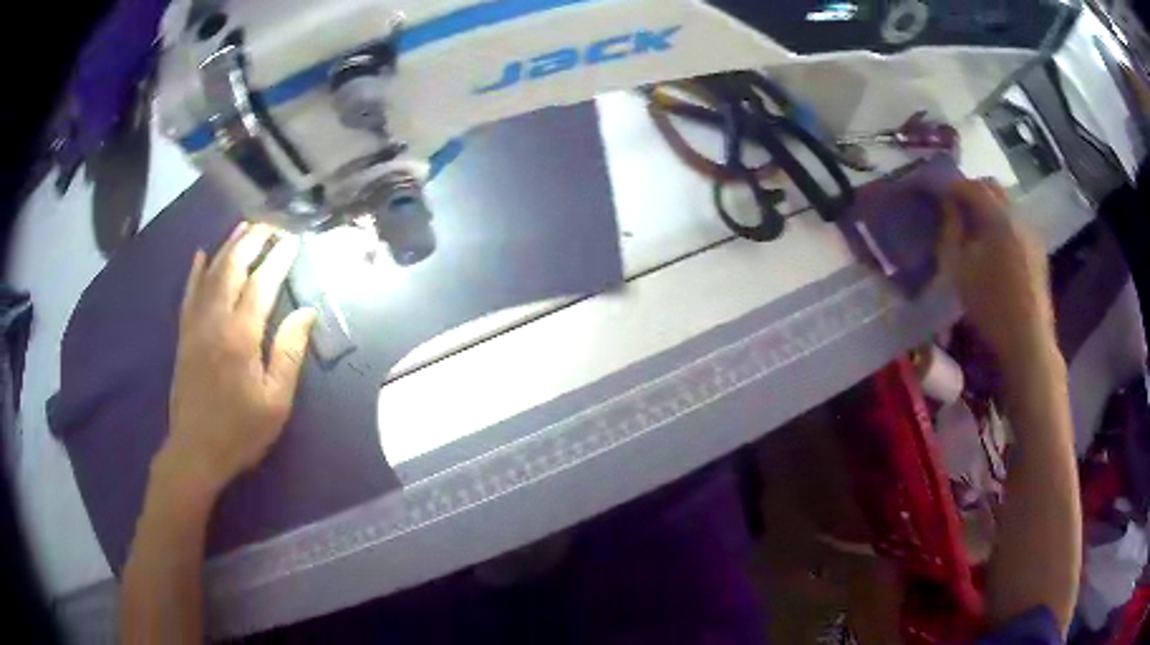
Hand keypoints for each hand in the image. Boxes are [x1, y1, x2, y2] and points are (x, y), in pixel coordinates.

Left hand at [157, 223, 316, 498]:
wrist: (195, 451)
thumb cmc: (240, 431)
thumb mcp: (275, 401)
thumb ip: (289, 353)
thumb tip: (307, 312)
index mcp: (241, 335)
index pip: (262, 284)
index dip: (278, 259)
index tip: (293, 240)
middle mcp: (215, 320)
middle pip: (232, 268)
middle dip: (252, 241)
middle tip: (270, 225)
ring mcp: (195, 325)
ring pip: (210, 274)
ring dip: (227, 247)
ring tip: (243, 228)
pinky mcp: (184, 335)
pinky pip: (188, 294)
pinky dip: (195, 272)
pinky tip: (200, 255)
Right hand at [937, 180, 1054, 359]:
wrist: (1028, 342)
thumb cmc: (990, 306)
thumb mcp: (959, 270)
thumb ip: (951, 232)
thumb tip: (949, 208)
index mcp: (997, 216)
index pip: (971, 186)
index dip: (953, 187)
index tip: (940, 197)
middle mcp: (1018, 215)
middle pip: (993, 188)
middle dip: (974, 192)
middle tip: (959, 209)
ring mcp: (1032, 232)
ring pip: (1008, 205)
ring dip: (991, 209)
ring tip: (978, 230)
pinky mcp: (1039, 252)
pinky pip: (1018, 224)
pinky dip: (1004, 225)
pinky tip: (997, 248)